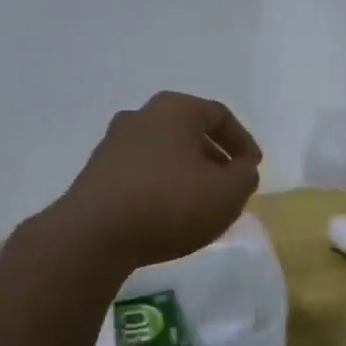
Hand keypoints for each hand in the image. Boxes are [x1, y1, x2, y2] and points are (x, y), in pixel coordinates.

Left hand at [50, 92, 262, 269]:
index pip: (219, 115)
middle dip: (214, 157)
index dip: (242, 142)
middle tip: (228, 185)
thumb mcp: (227, 193)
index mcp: (174, 109)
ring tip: (199, 203)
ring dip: (186, 172)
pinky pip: (141, 171)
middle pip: (189, 131)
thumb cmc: (169, 204)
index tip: (252, 169)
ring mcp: (114, 143)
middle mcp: (141, 116)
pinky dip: (161, 185)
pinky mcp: (97, 171)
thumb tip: (240, 168)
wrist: (93, 236)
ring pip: (164, 151)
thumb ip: (245, 176)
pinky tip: (167, 213)